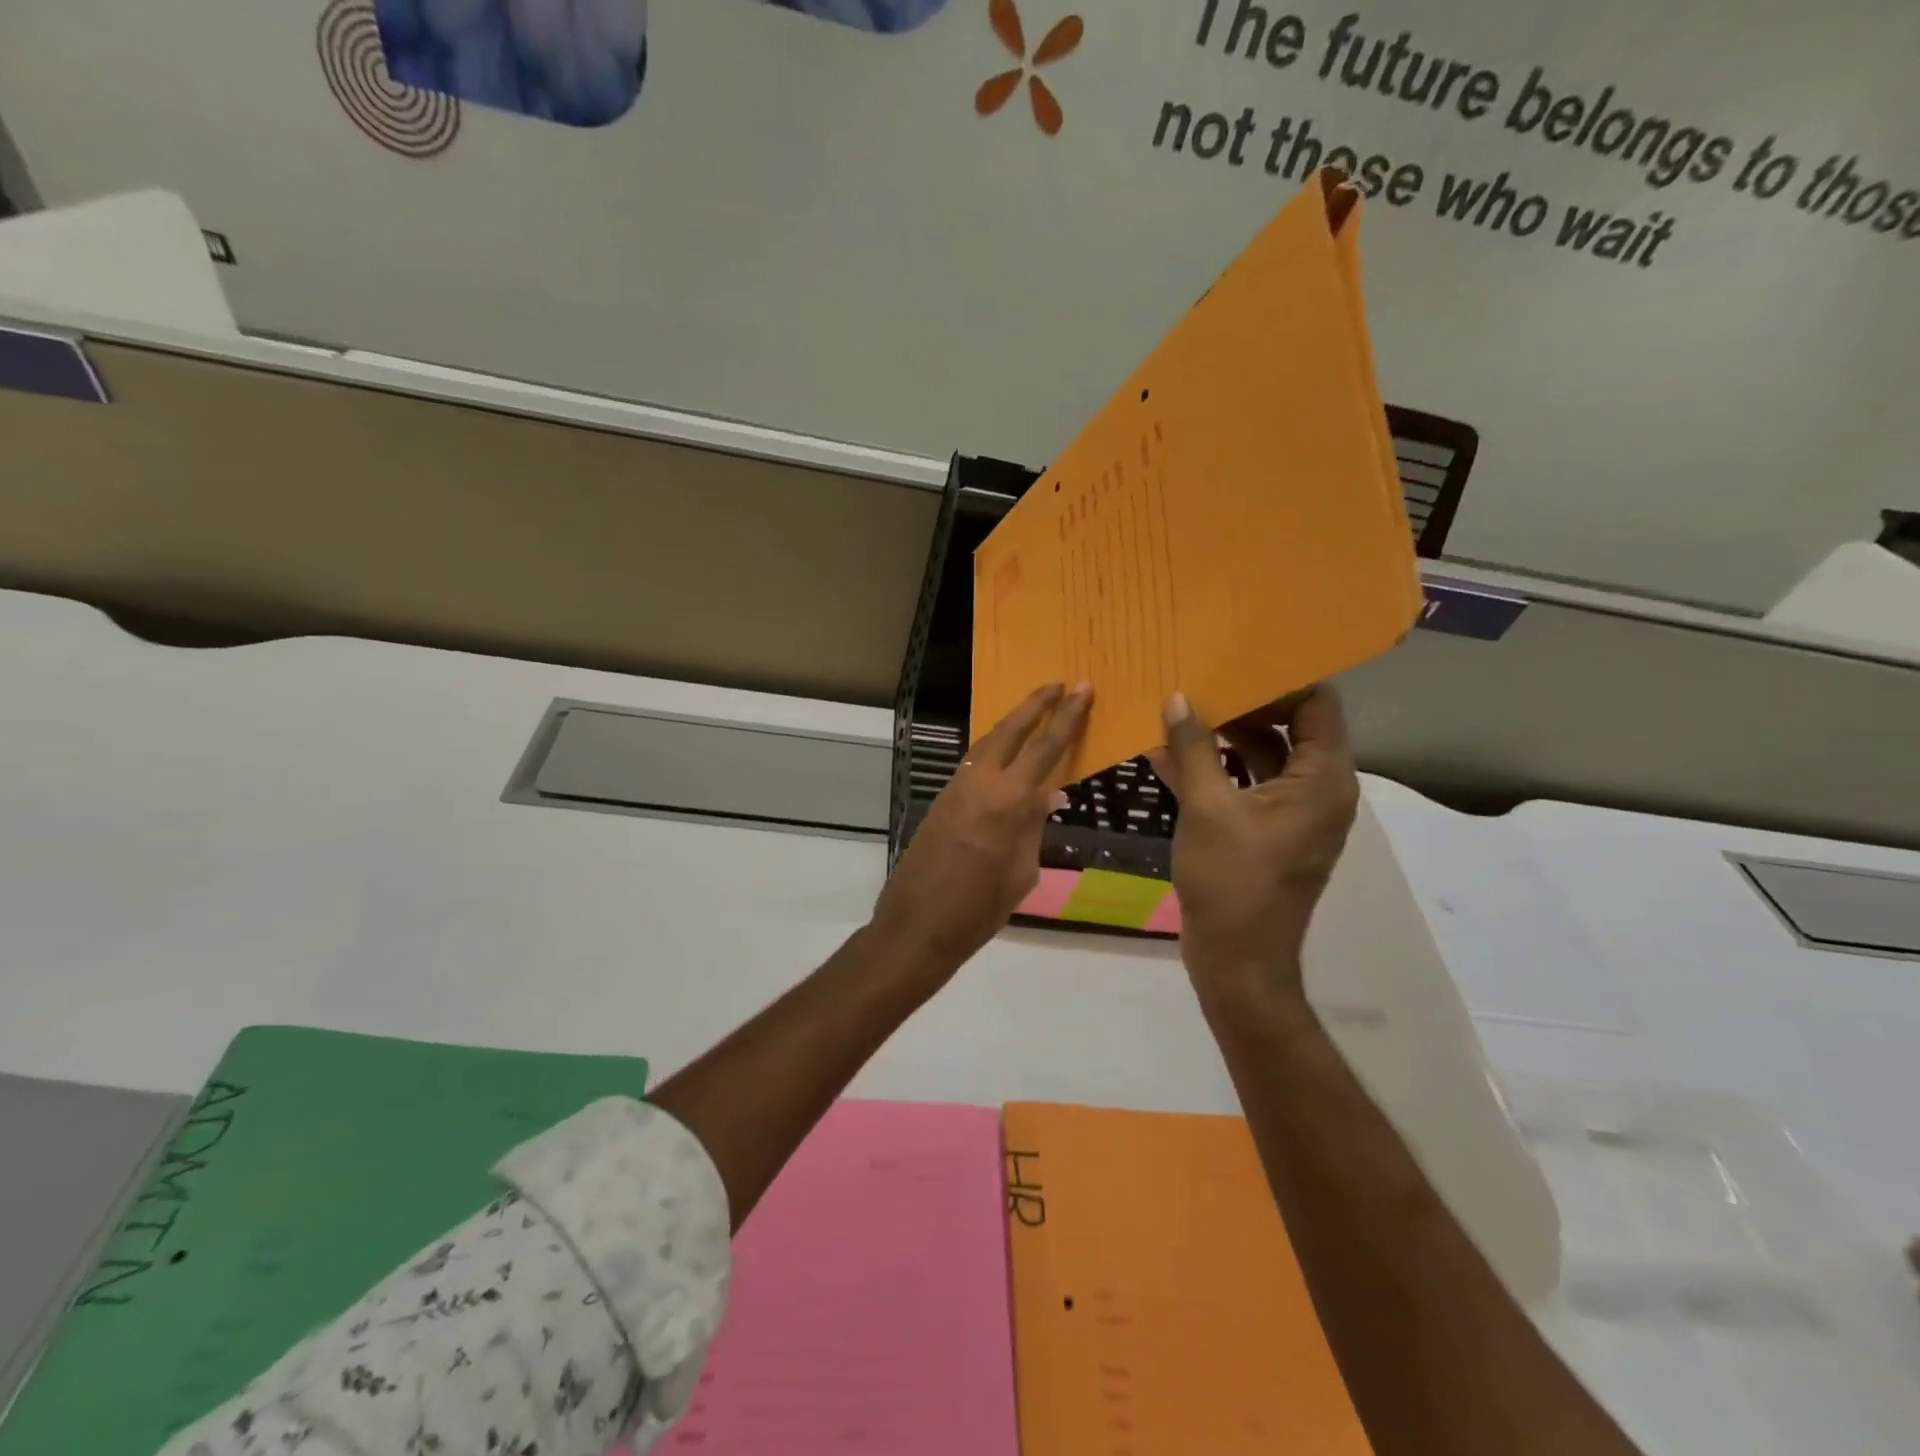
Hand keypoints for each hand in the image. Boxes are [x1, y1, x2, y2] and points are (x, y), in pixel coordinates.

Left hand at [871, 683, 1092, 972]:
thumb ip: (1033, 827)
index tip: (1082, 689)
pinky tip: (1005, 754)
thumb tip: (1047, 796)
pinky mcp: (941, 800)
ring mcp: (955, 789)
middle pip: (1010, 730)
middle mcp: (979, 783)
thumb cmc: (978, 909)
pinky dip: (993, 749)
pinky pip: (973, 764)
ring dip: (1012, 723)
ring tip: (1035, 710)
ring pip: (987, 743)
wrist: (916, 926)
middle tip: (1059, 683)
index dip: (1066, 717)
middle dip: (1035, 703)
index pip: (1045, 748)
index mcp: (1007, 802)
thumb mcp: (1021, 873)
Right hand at [1149, 686, 1359, 995]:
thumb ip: (1194, 749)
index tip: (1234, 662)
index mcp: (1321, 781)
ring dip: (1222, 738)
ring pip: (1262, 758)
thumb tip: (1176, 698)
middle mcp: (1316, 791)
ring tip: (1176, 712)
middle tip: (1197, 681)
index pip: (1316, 706)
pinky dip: (1213, 771)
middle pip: (1288, 728)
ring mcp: (1292, 814)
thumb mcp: (1207, 809)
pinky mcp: (1267, 832)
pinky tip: (1165, 757)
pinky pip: (1245, 787)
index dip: (1279, 680)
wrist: (1237, 960)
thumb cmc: (1231, 882)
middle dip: (1242, 706)